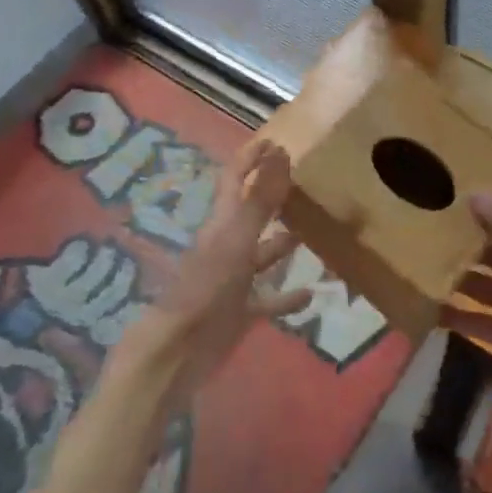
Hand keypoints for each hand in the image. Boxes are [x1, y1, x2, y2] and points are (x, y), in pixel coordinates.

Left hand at [114, 138, 309, 405]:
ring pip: (262, 255)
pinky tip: (311, 294)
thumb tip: (280, 152)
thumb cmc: (207, 288)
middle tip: (303, 183)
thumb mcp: (238, 239)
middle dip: (272, 197)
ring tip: (314, 233)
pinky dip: (287, 295)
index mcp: (222, 224)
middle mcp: (227, 247)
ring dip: (283, 244)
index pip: (234, 180)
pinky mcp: (238, 312)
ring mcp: (232, 281)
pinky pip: (268, 299)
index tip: (275, 141)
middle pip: (250, 214)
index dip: (251, 159)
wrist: (177, 352)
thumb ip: (260, 199)